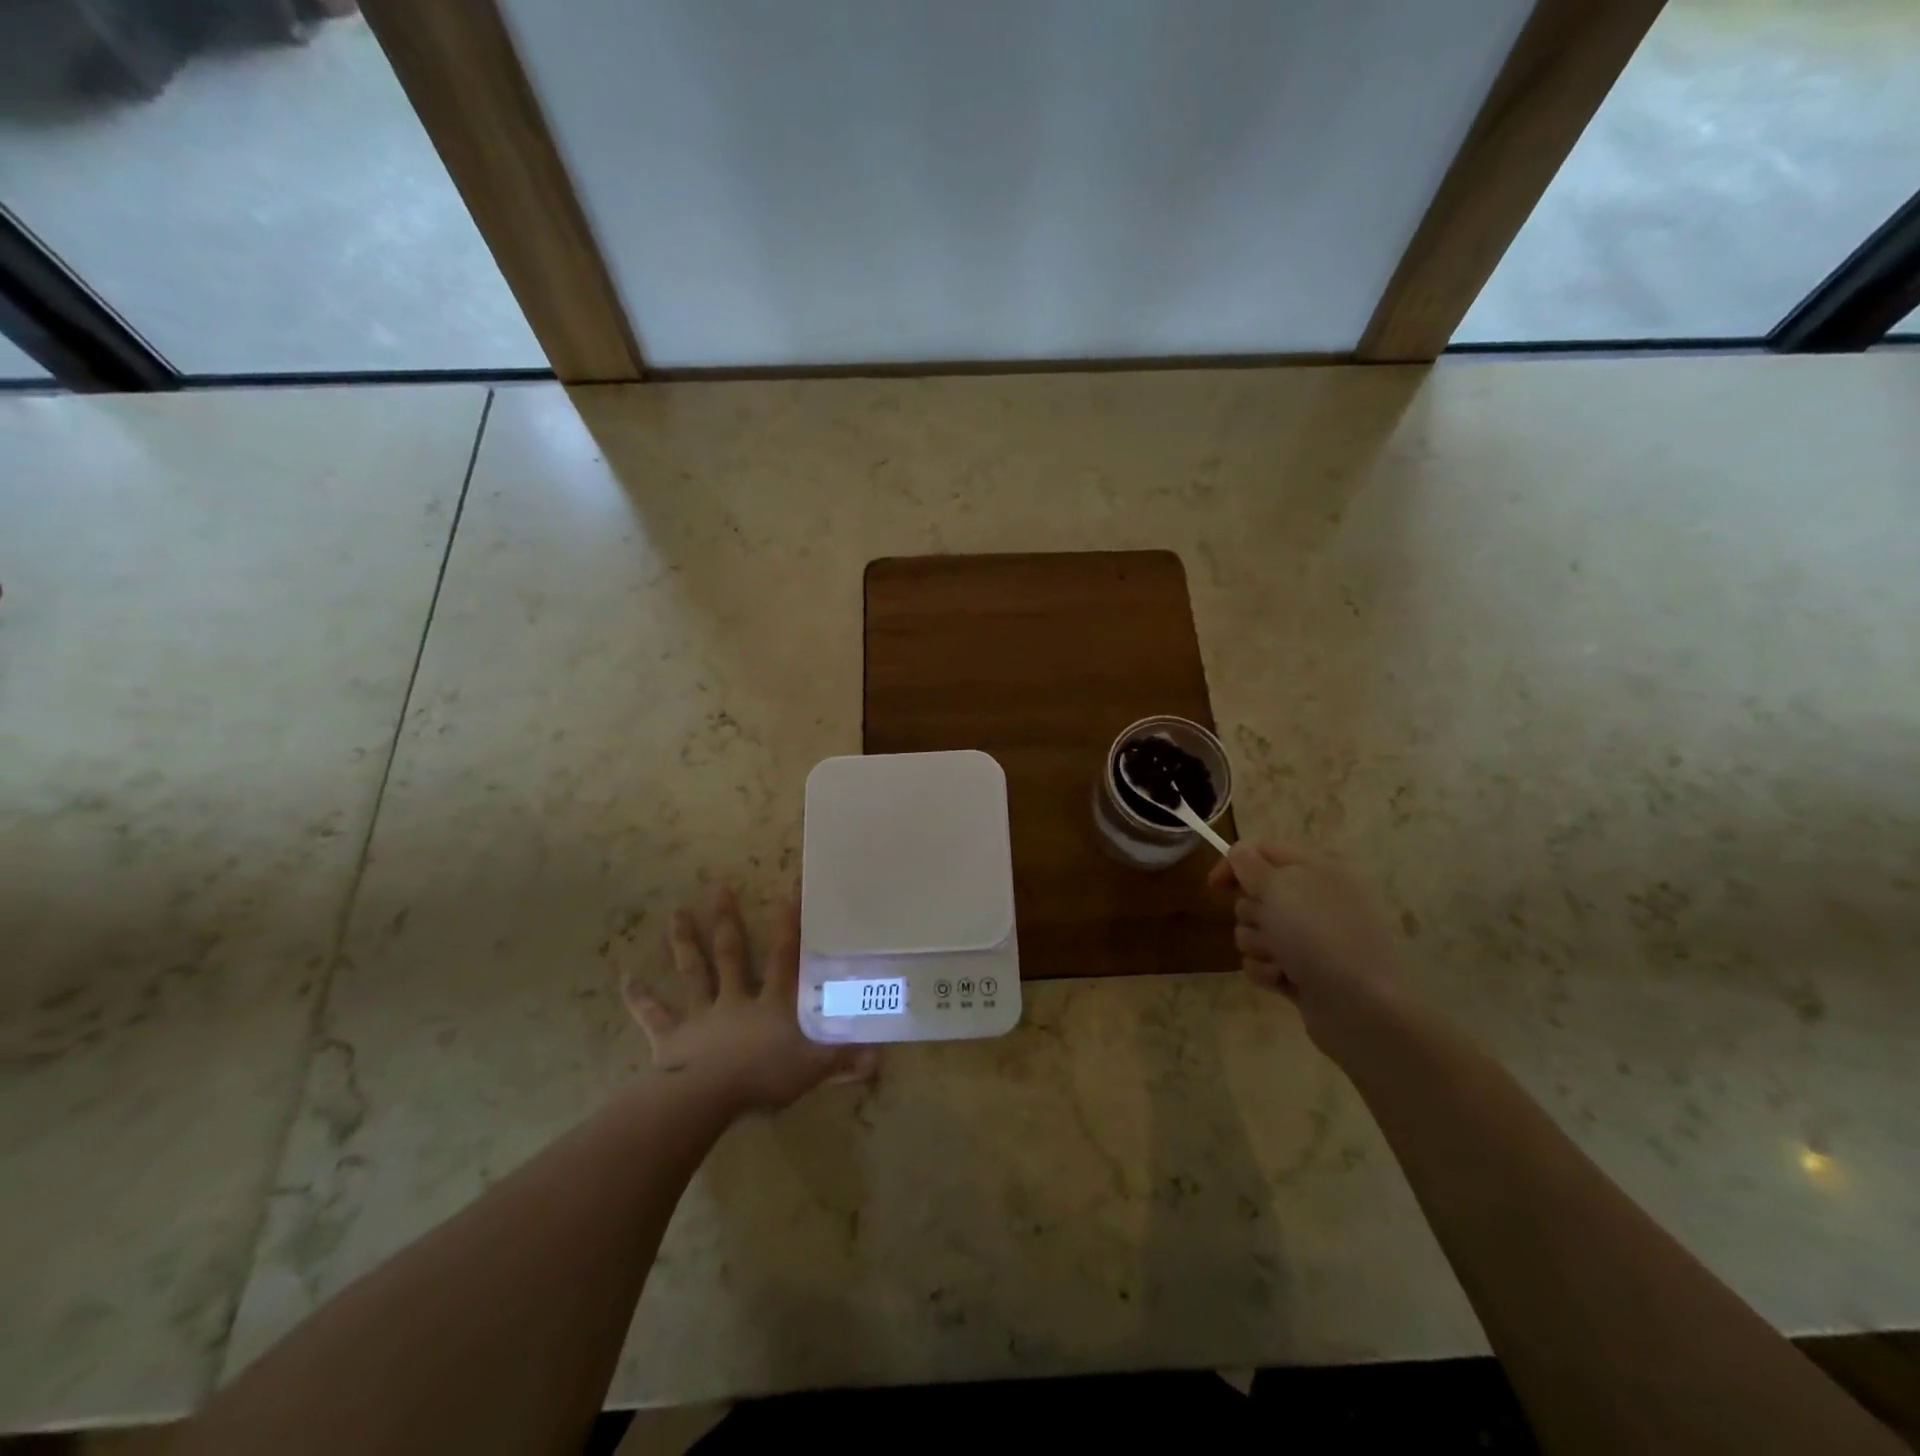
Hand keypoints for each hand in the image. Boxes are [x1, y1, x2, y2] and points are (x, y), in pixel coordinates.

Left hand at [623, 885, 876, 1116]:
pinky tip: (626, 980)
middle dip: (727, 919)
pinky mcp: (673, 1037)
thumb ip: (844, 1058)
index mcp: (771, 1003)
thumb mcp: (812, 1069)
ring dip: (684, 943)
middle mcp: (735, 999)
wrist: (705, 1100)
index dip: (791, 922)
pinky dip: (641, 998)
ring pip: (694, 972)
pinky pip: (656, 1015)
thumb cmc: (762, 1079)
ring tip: (676, 913)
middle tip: (717, 886)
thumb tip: (881, 1055)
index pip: (786, 955)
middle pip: (732, 953)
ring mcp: (701, 1015)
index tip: (791, 886)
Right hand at [1208, 841, 1399, 1035]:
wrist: (1359, 1007)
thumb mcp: (1279, 888)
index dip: (1234, 864)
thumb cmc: (1317, 936)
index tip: (1214, 886)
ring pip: (1255, 930)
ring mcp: (1311, 938)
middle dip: (1251, 913)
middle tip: (1269, 925)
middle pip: (1255, 894)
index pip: (1263, 851)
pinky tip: (1281, 979)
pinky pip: (1263, 962)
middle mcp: (1316, 898)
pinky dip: (1266, 970)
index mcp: (1318, 868)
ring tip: (1280, 959)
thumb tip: (1238, 851)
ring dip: (1258, 945)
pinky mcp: (1303, 971)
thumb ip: (1250, 865)